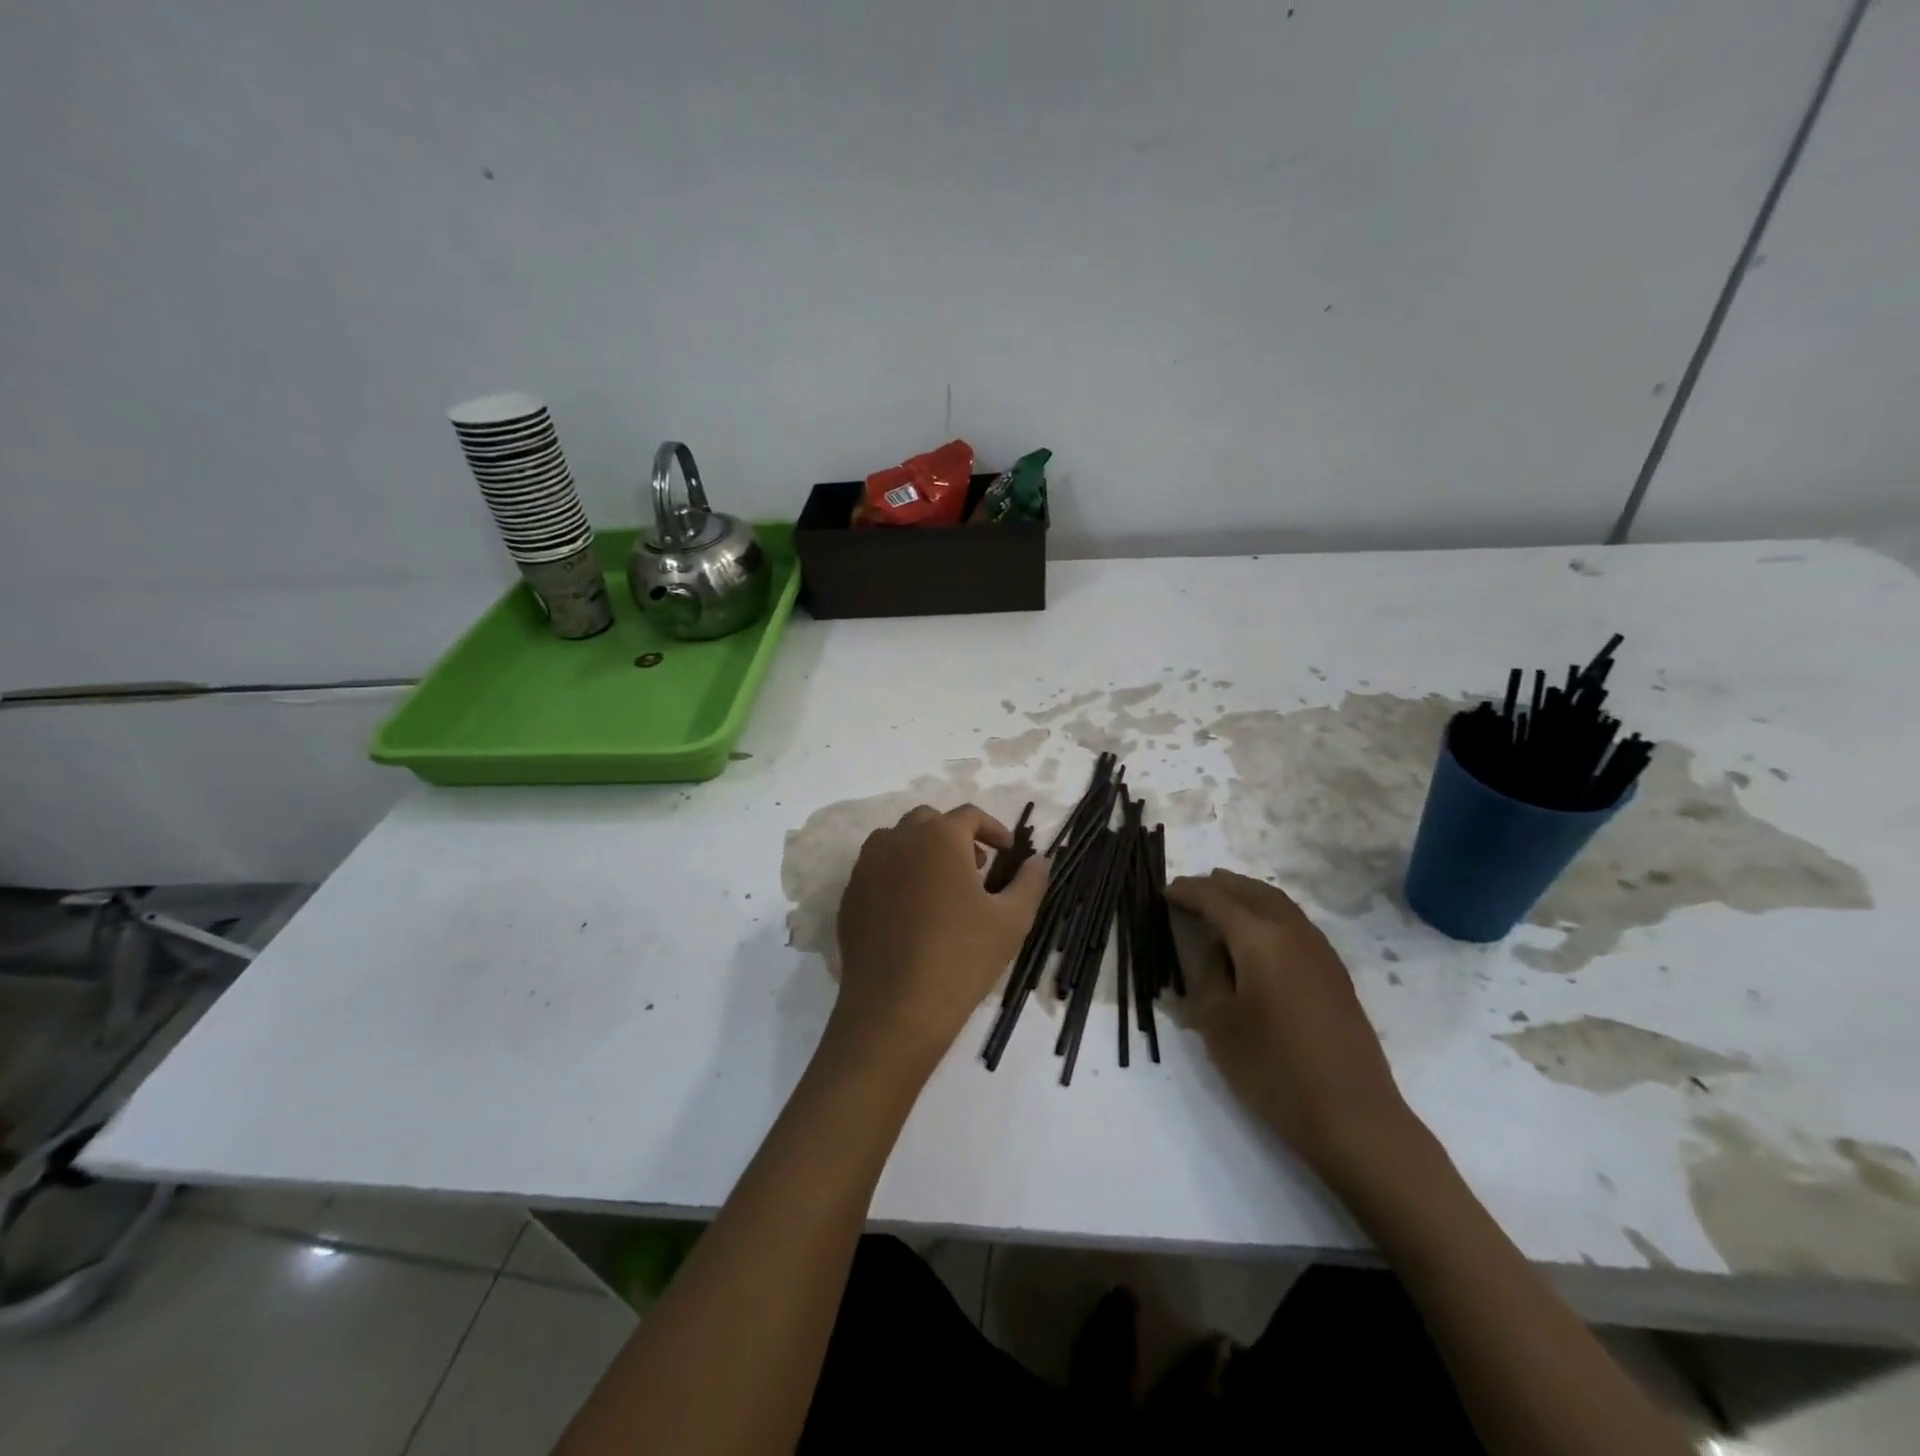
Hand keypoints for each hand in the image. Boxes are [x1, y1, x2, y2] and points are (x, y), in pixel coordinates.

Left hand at [830, 804, 1046, 1073]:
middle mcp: (898, 840)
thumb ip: (1030, 882)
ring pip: (896, 841)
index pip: (969, 815)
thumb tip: (1040, 860)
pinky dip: (896, 875)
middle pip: (928, 821)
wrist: (896, 1008)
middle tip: (975, 868)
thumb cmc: (962, 957)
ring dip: (921, 851)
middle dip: (954, 836)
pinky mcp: (850, 896)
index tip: (1007, 852)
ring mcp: (867, 867)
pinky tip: (911, 912)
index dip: (993, 829)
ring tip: (941, 887)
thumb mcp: (1012, 920)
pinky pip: (876, 870)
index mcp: (939, 837)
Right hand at [1167, 870, 1416, 1185]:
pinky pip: (1293, 922)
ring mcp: (1320, 950)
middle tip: (1189, 891)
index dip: (1188, 892)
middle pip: (1251, 891)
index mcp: (1260, 939)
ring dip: (1245, 895)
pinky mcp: (1334, 971)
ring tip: (1220, 902)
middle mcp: (1293, 932)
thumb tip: (1212, 949)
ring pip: (1277, 903)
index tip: (1165, 891)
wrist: (1352, 1116)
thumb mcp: (1218, 1023)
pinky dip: (1267, 913)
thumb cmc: (1273, 1070)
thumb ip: (1208, 974)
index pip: (1216, 900)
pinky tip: (1256, 935)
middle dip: (1218, 885)